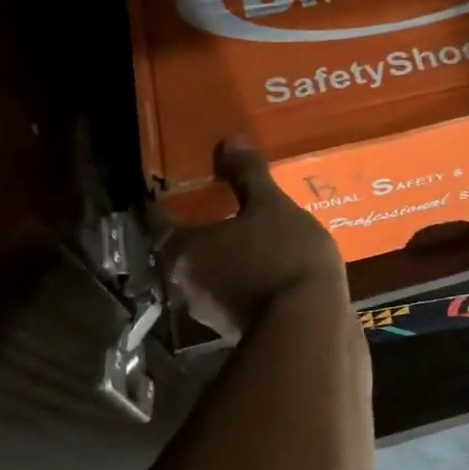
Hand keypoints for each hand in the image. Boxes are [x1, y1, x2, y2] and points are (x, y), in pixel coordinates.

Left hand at [159, 137, 348, 336]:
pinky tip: (268, 261)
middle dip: (200, 225)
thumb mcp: (272, 206)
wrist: (310, 328)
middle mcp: (185, 281)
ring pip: (209, 270)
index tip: (180, 178)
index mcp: (183, 248)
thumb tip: (229, 141)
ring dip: (224, 252)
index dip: (166, 195)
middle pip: (183, 245)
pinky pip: (233, 290)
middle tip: (221, 199)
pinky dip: (243, 274)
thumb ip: (248, 174)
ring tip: (250, 230)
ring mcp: (209, 310)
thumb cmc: (282, 257)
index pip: (158, 216)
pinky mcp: (236, 327)